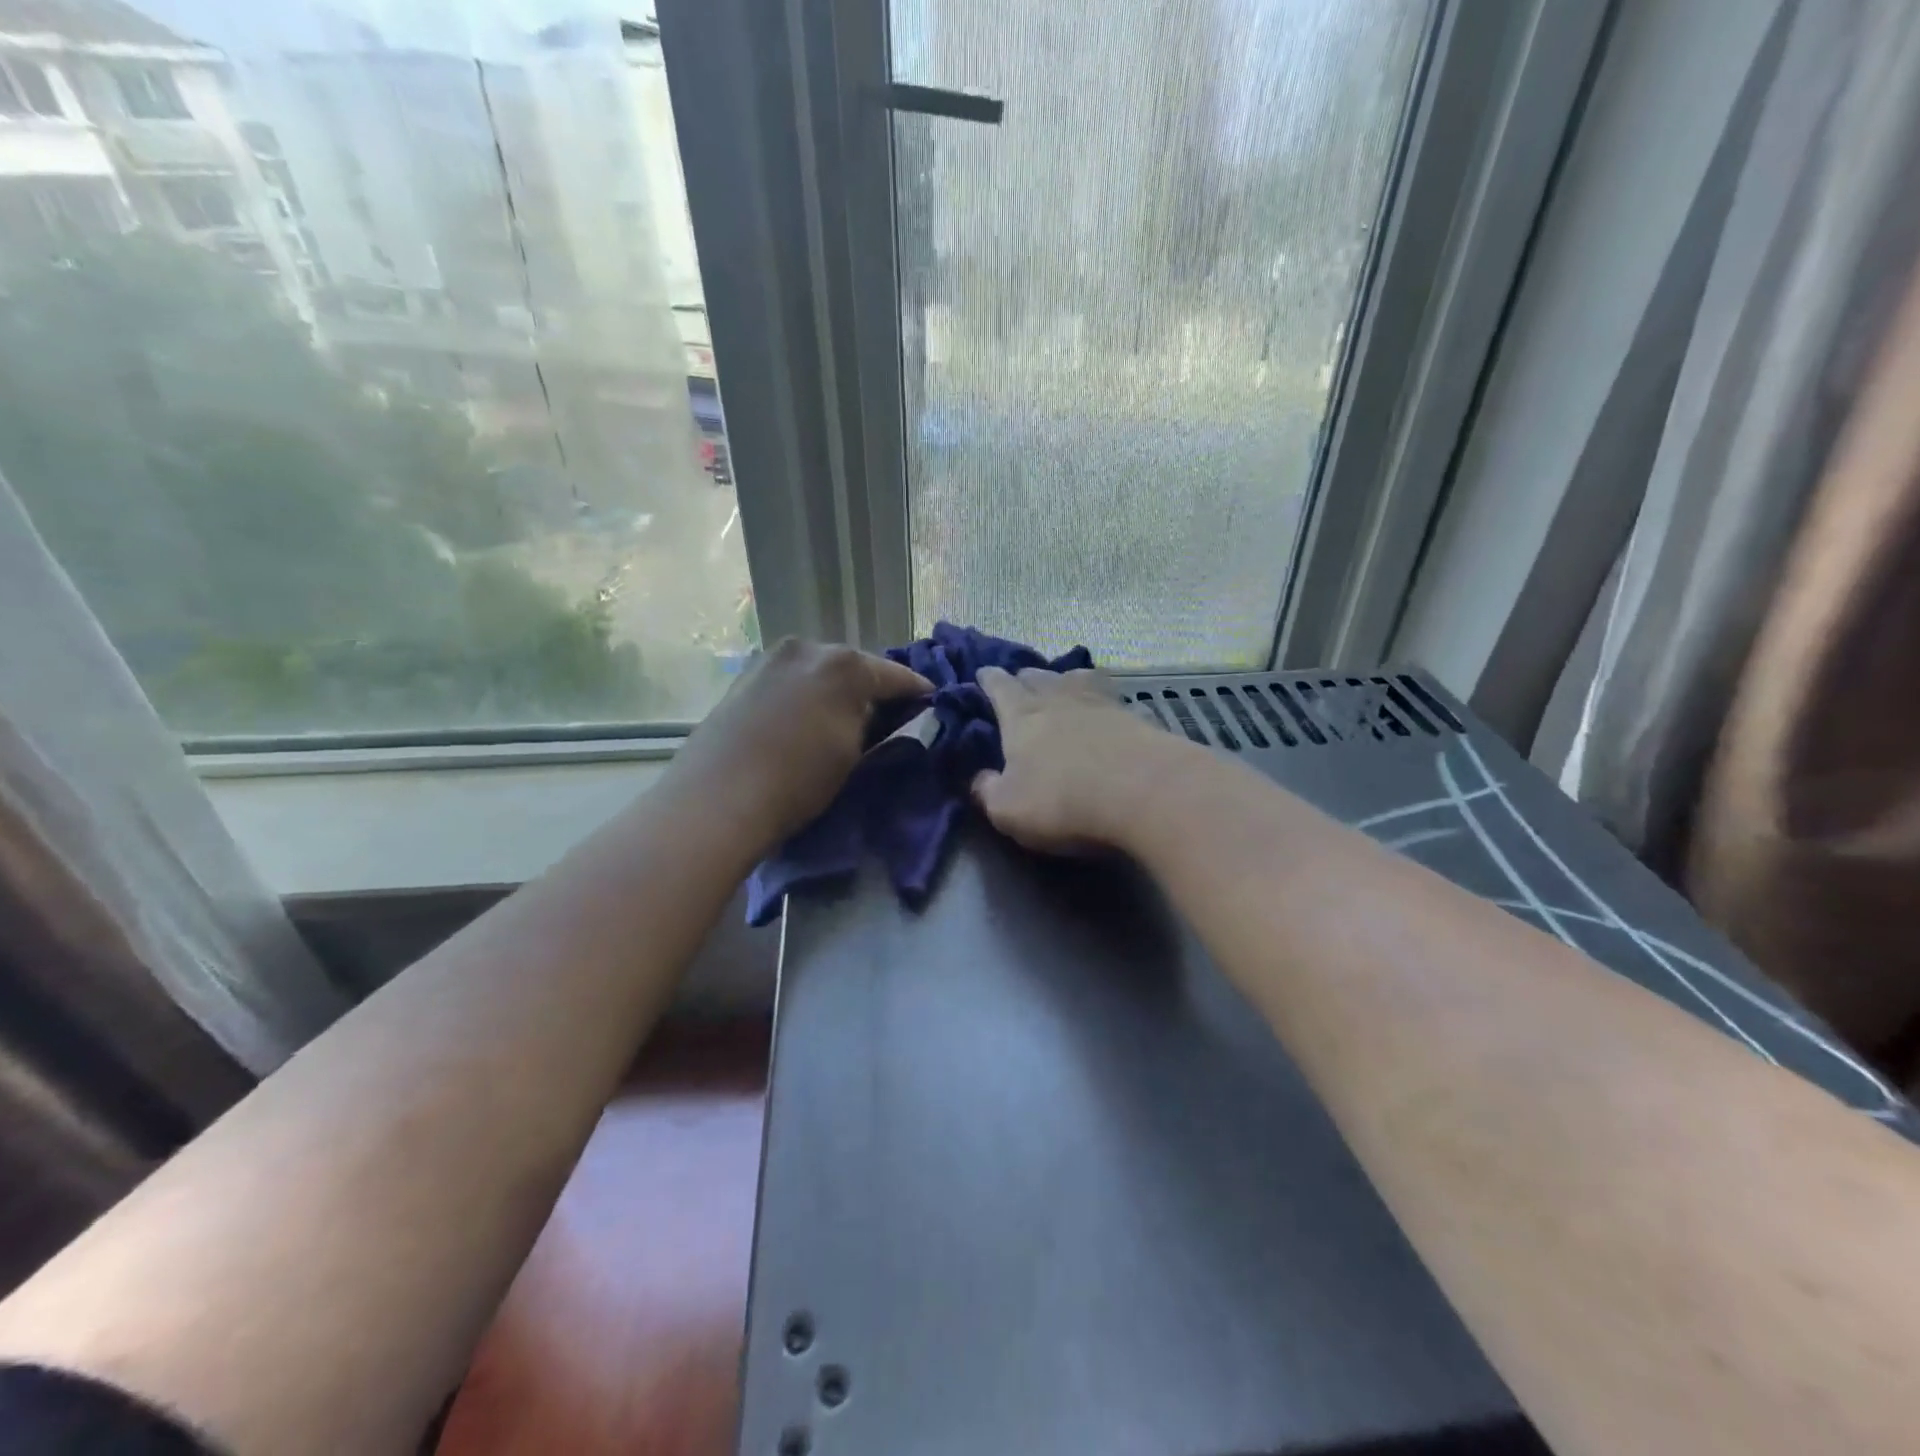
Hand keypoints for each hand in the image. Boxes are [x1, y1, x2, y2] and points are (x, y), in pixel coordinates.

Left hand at [673, 638, 931, 846]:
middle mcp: (808, 648)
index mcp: (844, 664)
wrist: (717, 799)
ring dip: (835, 688)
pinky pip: (791, 679)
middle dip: (872, 687)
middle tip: (886, 713)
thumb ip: (873, 726)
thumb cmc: (798, 780)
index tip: (932, 702)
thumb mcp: (853, 756)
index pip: (895, 675)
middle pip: (854, 665)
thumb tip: (878, 716)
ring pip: (818, 670)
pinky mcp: (744, 677)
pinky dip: (806, 693)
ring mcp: (770, 659)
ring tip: (844, 716)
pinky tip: (805, 716)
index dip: (917, 691)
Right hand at [971, 665, 1188, 854]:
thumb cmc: (1064, 801)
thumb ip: (987, 791)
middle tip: (1019, 686)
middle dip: (1024, 678)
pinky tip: (1106, 711)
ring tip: (1062, 688)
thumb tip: (979, 778)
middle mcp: (1058, 699)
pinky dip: (1102, 700)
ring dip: (1064, 680)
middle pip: (1037, 676)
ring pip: (1076, 678)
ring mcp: (1101, 703)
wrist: (1147, 793)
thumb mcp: (1008, 810)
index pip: (999, 686)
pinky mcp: (1136, 717)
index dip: (988, 679)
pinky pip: (1111, 698)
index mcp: (1021, 716)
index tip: (982, 674)